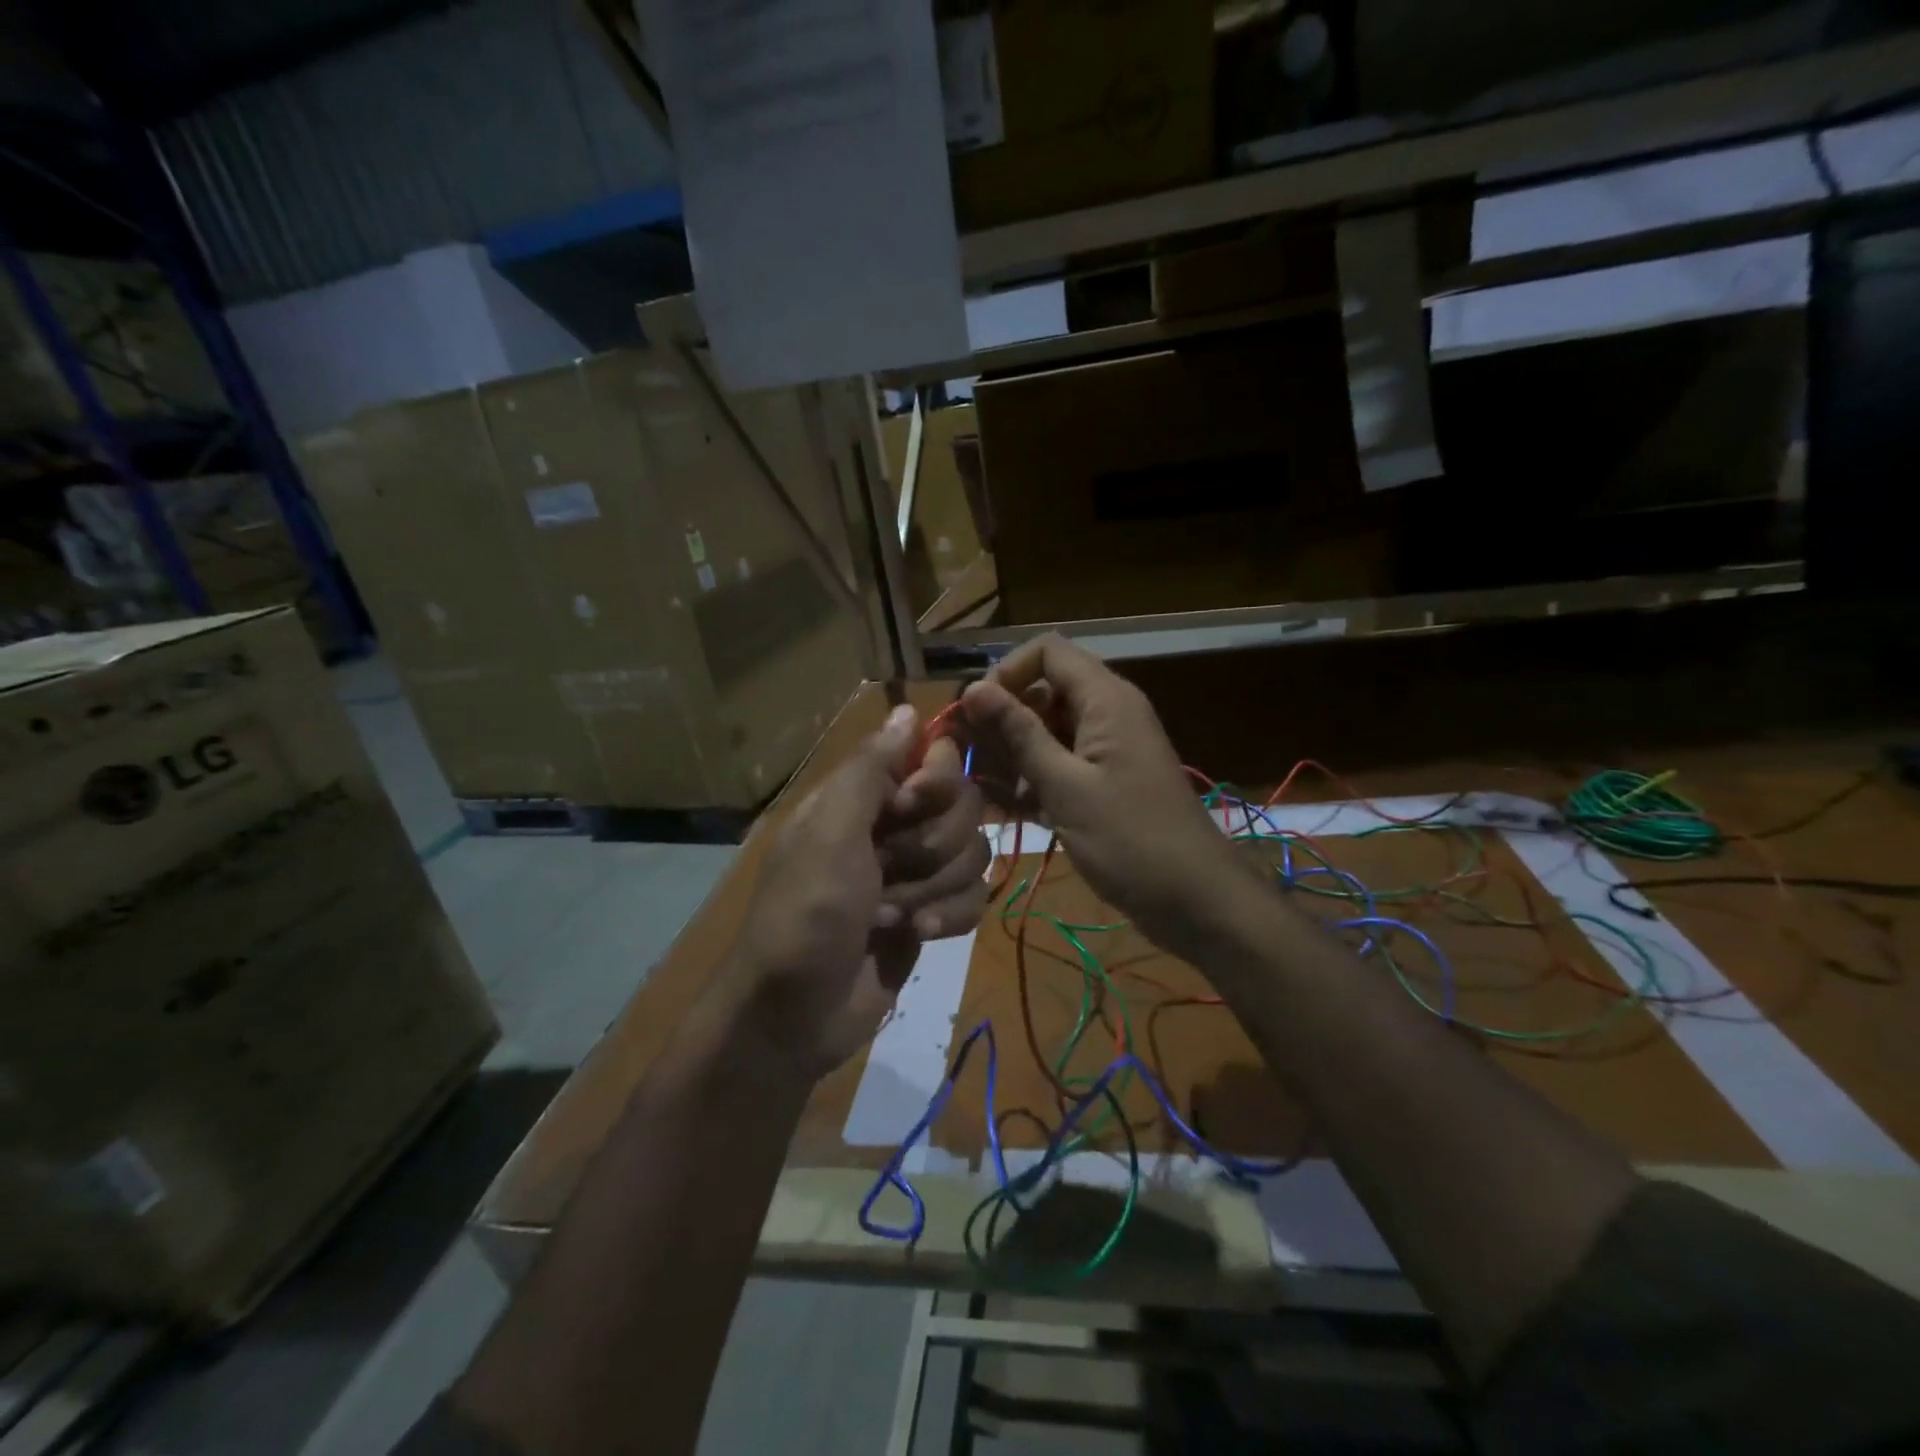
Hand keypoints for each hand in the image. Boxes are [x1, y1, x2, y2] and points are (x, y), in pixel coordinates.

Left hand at [722, 705, 989, 1080]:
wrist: (794, 1017)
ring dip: (937, 889)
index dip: (935, 781)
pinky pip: (975, 897)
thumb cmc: (805, 916)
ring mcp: (915, 873)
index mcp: (863, 798)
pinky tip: (918, 937)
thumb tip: (908, 707)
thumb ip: (871, 769)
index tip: (912, 806)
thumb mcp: (829, 834)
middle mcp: (893, 827)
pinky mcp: (933, 914)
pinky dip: (951, 916)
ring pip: (973, 853)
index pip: (932, 758)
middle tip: (889, 871)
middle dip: (933, 847)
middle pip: (963, 807)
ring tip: (893, 917)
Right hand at [962, 635, 1247, 957]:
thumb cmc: (1129, 839)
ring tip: (981, 789)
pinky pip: (1061, 762)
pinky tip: (1005, 808)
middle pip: (1044, 690)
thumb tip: (973, 688)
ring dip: (1013, 753)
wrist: (1195, 900)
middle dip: (1004, 718)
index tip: (977, 713)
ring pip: (1048, 730)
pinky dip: (1034, 778)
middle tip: (968, 756)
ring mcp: (1108, 748)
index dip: (1006, 672)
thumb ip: (1019, 734)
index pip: (1047, 651)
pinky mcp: (1105, 781)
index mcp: (1105, 699)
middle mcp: (1107, 712)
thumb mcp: (1065, 786)